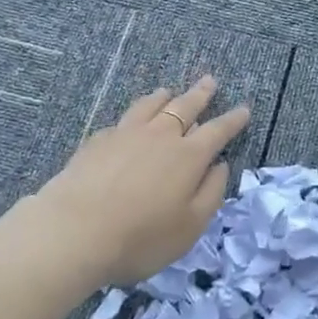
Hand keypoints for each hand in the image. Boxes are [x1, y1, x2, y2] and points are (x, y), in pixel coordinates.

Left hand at [31, 76, 251, 286]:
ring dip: (164, 97)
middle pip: (184, 107)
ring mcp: (125, 134)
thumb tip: (220, 165)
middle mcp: (159, 136)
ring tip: (169, 91)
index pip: (217, 131)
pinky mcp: (98, 140)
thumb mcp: (190, 227)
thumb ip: (211, 193)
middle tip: (210, 81)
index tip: (243, 109)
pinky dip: (135, 114)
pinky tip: (130, 120)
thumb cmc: (141, 237)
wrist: (74, 230)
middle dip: (200, 95)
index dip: (232, 120)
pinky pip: (123, 119)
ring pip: (150, 105)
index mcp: (188, 157)